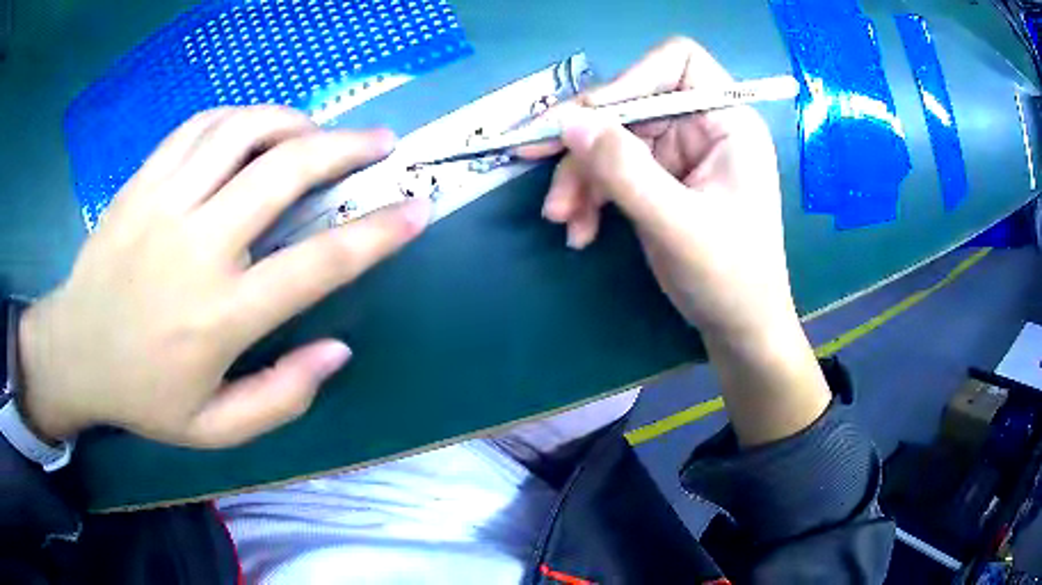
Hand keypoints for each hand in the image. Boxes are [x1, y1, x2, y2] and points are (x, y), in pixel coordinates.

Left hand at [18, 106, 429, 446]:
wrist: (74, 353)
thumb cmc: (143, 395)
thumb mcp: (214, 429)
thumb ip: (280, 398)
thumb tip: (338, 350)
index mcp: (220, 316)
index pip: (317, 264)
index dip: (377, 233)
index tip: (416, 209)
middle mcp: (196, 247)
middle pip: (284, 173)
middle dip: (345, 149)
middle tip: (379, 143)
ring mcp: (164, 203)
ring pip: (242, 132)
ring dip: (293, 122)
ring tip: (317, 130)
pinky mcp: (141, 182)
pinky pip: (200, 127)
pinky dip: (240, 116)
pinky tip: (256, 126)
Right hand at [525, 38, 829, 445]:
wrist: (737, 327)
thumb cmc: (729, 277)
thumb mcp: (678, 224)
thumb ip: (625, 170)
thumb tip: (569, 121)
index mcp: (727, 122)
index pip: (678, 63)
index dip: (631, 78)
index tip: (592, 117)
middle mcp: (701, 127)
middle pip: (629, 104)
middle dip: (587, 142)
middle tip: (534, 160)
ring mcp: (677, 153)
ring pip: (611, 139)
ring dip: (580, 177)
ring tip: (562, 218)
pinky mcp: (657, 179)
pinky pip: (610, 170)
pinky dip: (590, 197)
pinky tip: (579, 230)